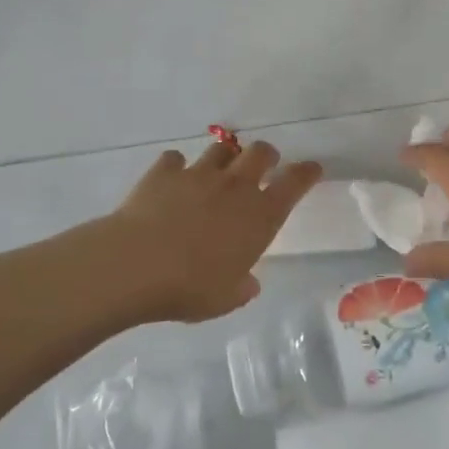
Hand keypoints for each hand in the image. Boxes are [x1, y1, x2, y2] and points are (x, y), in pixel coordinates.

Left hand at [93, 140, 321, 323]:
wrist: (136, 264)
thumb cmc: (189, 287)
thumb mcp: (225, 299)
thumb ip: (241, 287)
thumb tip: (248, 282)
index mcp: (259, 216)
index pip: (294, 183)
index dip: (306, 173)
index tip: (312, 169)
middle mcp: (235, 186)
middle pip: (261, 152)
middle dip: (266, 156)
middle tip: (262, 167)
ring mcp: (198, 174)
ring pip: (221, 149)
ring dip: (224, 158)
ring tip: (217, 172)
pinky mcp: (164, 172)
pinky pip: (175, 159)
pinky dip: (176, 167)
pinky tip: (171, 179)